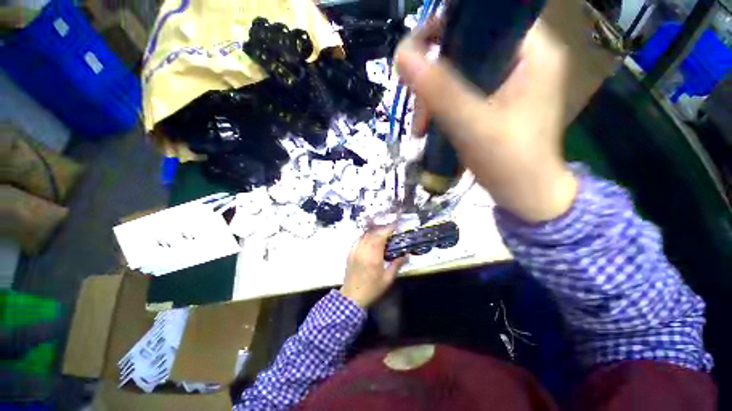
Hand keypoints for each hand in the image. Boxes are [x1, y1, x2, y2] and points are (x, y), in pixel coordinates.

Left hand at [340, 226, 405, 307]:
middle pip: (373, 233)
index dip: (388, 229)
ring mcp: (355, 251)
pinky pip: (358, 240)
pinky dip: (365, 237)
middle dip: (382, 230)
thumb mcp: (387, 279)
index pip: (381, 237)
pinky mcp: (350, 253)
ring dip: (374, 232)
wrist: (352, 297)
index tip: (395, 227)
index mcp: (374, 257)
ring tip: (381, 235)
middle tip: (390, 232)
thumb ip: (397, 265)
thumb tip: (406, 255)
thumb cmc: (372, 289)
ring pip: (365, 235)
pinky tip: (370, 240)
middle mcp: (363, 250)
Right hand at [396, 19, 577, 221]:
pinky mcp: (495, 102)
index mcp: (532, 52)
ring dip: (432, 99)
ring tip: (420, 130)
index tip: (417, 55)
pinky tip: (429, 127)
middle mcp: (522, 59)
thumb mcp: (472, 125)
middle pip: (466, 48)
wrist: (525, 196)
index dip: (446, 28)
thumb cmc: (509, 163)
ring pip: (458, 73)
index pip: (484, 17)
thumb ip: (439, 91)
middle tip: (418, 111)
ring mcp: (508, 82)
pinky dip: (440, 108)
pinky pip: (460, 92)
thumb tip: (400, 54)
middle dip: (433, 79)